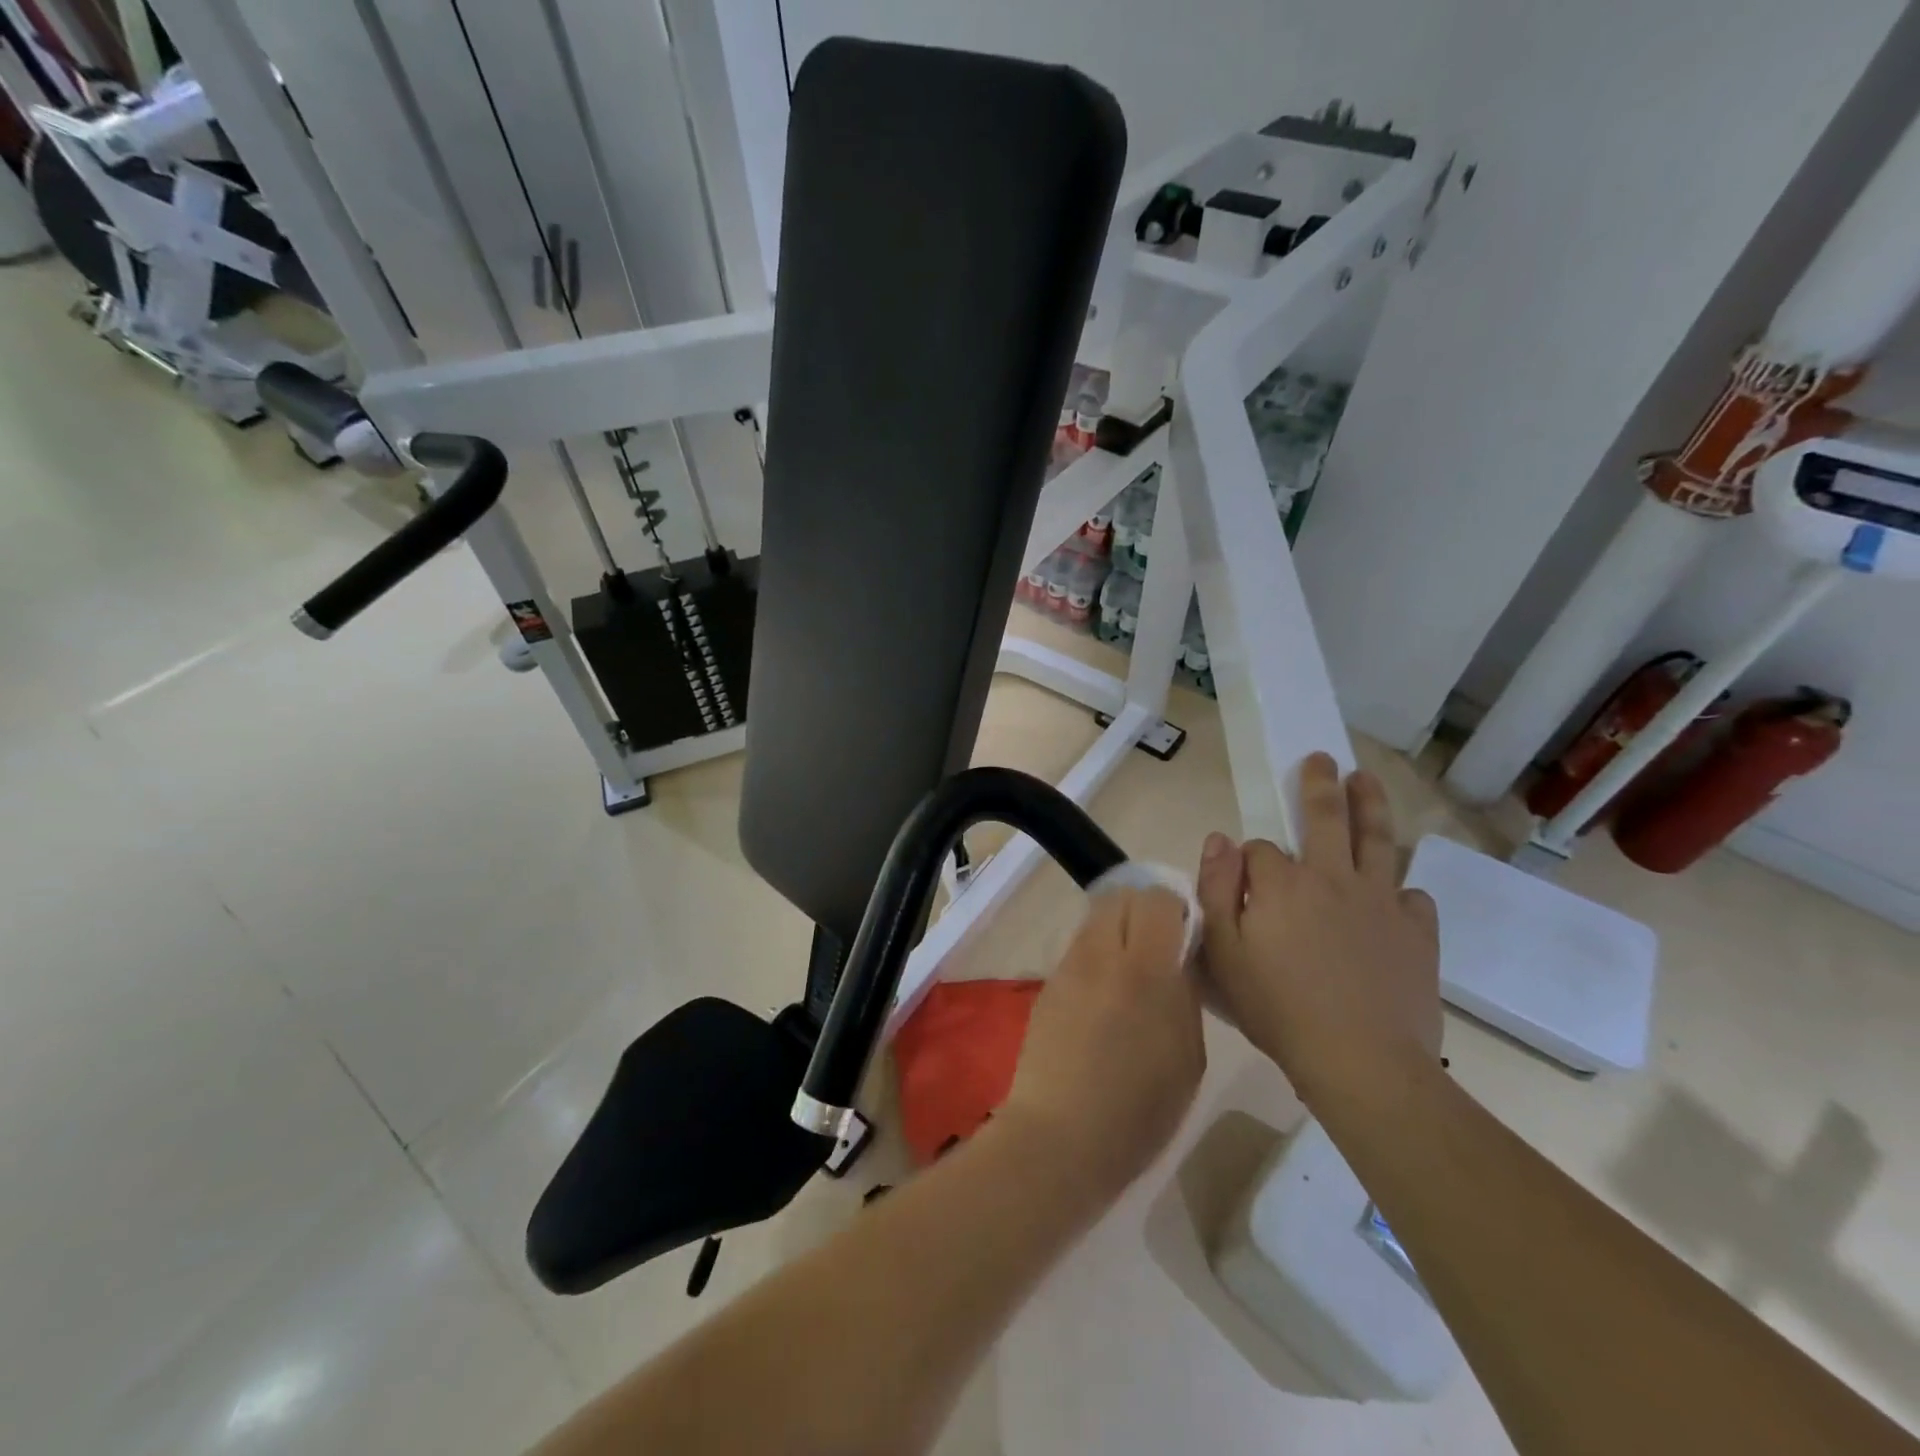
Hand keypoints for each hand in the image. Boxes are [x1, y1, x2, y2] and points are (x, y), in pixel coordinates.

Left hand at [1002, 887, 1205, 1200]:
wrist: (1059, 1137)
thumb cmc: (1138, 1111)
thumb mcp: (1187, 1057)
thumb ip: (1184, 995)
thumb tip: (1179, 960)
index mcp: (1145, 970)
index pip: (1156, 899)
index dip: (1174, 908)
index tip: (1185, 935)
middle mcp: (1101, 954)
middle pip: (1119, 897)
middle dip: (1143, 910)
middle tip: (1159, 947)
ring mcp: (1068, 967)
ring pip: (1095, 919)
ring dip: (1117, 931)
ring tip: (1131, 974)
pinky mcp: (1047, 984)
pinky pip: (1078, 949)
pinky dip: (1096, 956)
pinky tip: (1104, 999)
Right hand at [1195, 753, 1441, 1108]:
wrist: (1361, 1061)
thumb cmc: (1278, 1009)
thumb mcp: (1223, 954)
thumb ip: (1216, 890)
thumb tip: (1220, 839)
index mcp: (1283, 883)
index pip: (1261, 849)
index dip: (1248, 861)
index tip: (1243, 884)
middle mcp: (1334, 877)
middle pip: (1326, 817)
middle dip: (1320, 785)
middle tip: (1322, 759)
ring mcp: (1382, 901)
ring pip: (1379, 839)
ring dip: (1371, 804)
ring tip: (1365, 780)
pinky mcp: (1418, 932)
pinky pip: (1413, 897)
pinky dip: (1401, 891)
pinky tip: (1395, 897)